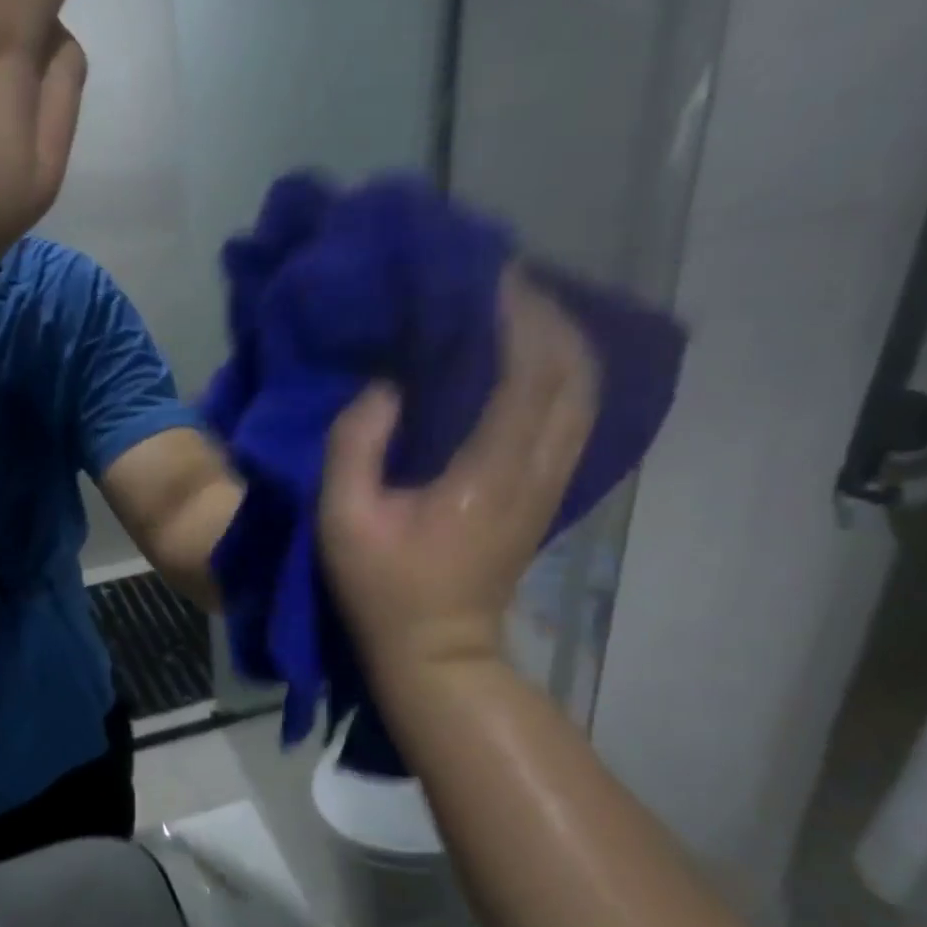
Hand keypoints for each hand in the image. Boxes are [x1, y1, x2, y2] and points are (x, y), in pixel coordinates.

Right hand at [321, 272, 597, 678]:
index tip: (487, 273)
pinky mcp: (546, 494)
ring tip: (512, 310)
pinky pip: (570, 416)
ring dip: (557, 342)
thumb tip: (384, 386)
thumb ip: (355, 445)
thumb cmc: (383, 589)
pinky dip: (557, 374)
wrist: (439, 653)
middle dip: (547, 315)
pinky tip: (523, 359)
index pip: (530, 373)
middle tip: (499, 282)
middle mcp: (537, 470)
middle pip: (574, 373)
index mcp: (490, 473)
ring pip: (583, 393)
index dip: (518, 315)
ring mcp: (550, 484)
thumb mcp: (344, 521)